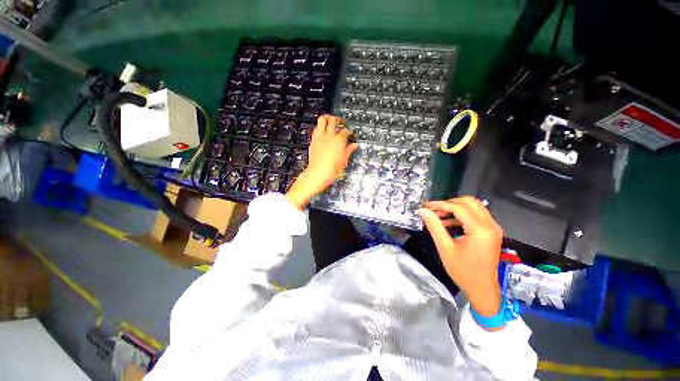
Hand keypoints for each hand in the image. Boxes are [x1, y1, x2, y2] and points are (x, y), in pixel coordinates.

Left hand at [286, 115, 357, 209]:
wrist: (318, 173)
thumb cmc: (333, 169)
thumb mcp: (344, 161)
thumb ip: (349, 151)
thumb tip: (354, 145)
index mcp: (339, 141)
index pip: (345, 131)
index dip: (349, 131)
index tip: (350, 133)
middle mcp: (329, 136)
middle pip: (333, 120)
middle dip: (338, 119)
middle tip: (341, 121)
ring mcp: (320, 137)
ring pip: (322, 120)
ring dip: (327, 118)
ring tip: (330, 121)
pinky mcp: (313, 140)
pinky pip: (316, 129)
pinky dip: (320, 127)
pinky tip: (322, 131)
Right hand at [417, 197, 503, 321]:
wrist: (482, 289)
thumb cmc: (463, 271)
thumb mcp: (445, 248)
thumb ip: (434, 226)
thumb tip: (422, 211)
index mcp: (480, 230)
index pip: (459, 208)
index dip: (440, 204)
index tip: (425, 206)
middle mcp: (490, 225)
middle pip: (469, 202)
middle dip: (449, 203)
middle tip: (433, 210)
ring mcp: (493, 228)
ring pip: (473, 206)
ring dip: (455, 208)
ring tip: (438, 216)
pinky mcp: (491, 231)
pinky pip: (476, 215)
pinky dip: (461, 215)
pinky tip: (448, 222)